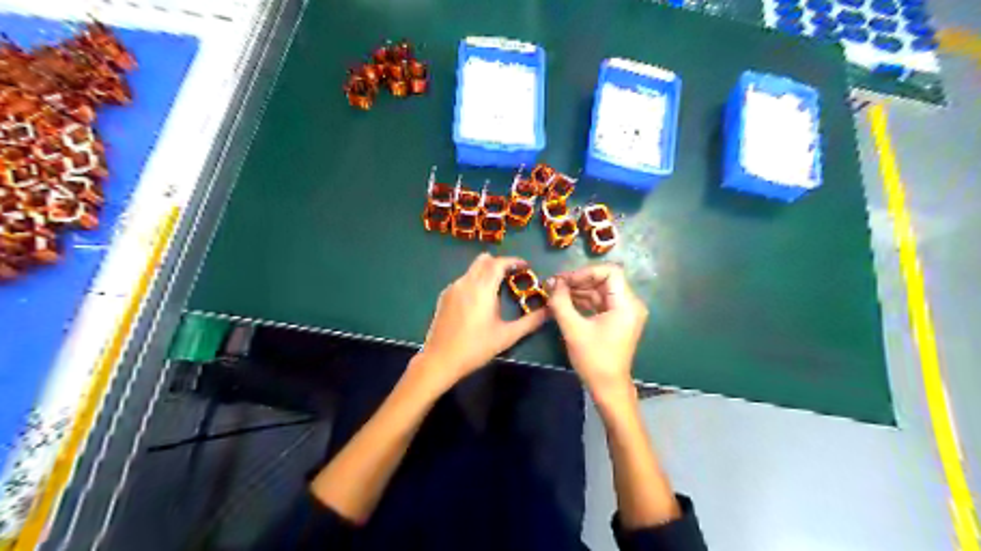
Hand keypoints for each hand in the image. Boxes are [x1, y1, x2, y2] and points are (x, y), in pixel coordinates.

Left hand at [414, 255, 549, 391]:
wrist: (440, 359)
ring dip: (487, 272)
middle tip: (513, 275)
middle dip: (500, 263)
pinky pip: (463, 280)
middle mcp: (466, 282)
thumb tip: (550, 311)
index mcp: (483, 288)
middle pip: (484, 260)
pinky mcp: (444, 296)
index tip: (526, 266)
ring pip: (472, 269)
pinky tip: (478, 302)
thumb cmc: (476, 347)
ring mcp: (453, 288)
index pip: (499, 263)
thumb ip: (530, 322)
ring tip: (497, 289)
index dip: (514, 261)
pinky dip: (474, 282)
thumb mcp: (507, 336)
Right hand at [548, 262, 648, 399]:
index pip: (610, 272)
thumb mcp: (573, 329)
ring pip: (600, 290)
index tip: (564, 280)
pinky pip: (600, 302)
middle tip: (555, 285)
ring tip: (556, 293)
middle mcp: (630, 304)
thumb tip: (552, 282)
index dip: (585, 272)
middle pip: (604, 280)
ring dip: (579, 290)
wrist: (608, 387)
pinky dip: (584, 300)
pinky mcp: (617, 320)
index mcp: (626, 304)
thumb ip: (561, 302)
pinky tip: (565, 302)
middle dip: (579, 280)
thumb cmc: (593, 359)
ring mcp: (624, 312)